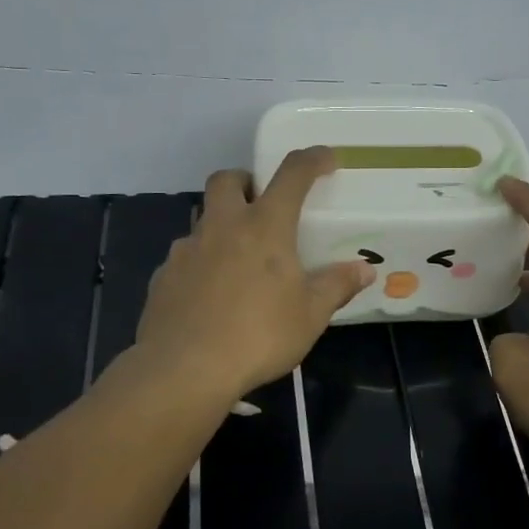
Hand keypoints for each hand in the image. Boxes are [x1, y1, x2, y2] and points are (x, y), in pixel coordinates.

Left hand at [136, 147, 374, 400]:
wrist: (184, 369)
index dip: (311, 160)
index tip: (325, 159)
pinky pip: (185, 256)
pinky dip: (202, 262)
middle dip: (246, 181)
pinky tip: (211, 293)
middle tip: (263, 204)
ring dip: (222, 223)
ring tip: (239, 258)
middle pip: (227, 180)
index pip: (291, 175)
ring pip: (203, 217)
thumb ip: (336, 286)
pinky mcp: (163, 276)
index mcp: (264, 227)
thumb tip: (365, 270)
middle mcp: (222, 227)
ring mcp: (187, 249)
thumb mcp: (310, 315)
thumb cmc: (259, 336)